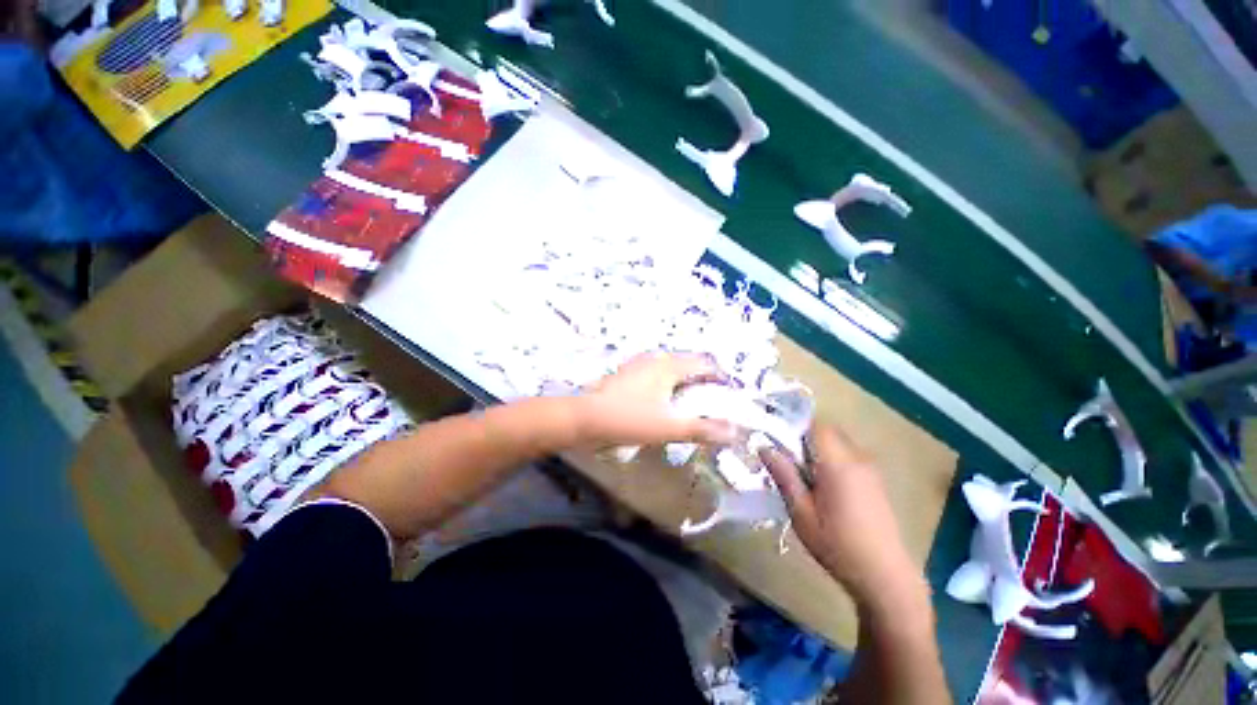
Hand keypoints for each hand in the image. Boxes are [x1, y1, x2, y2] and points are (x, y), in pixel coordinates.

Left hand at [574, 353, 739, 448]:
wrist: (584, 418)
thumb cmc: (628, 419)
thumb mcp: (668, 427)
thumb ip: (702, 429)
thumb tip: (735, 432)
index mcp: (669, 365)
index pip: (704, 363)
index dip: (721, 376)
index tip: (731, 394)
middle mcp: (655, 359)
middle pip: (688, 363)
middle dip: (704, 379)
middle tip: (714, 399)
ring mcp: (639, 364)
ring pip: (671, 368)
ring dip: (685, 381)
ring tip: (694, 401)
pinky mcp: (627, 374)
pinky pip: (656, 374)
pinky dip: (668, 384)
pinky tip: (665, 400)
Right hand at [760, 423, 924, 609]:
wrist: (886, 577)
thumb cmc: (838, 546)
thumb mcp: (801, 514)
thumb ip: (784, 476)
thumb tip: (764, 447)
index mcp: (838, 464)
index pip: (815, 425)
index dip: (794, 427)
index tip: (778, 443)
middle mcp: (857, 459)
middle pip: (826, 431)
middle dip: (803, 439)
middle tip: (788, 463)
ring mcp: (870, 469)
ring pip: (837, 443)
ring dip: (817, 451)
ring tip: (804, 479)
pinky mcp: (875, 480)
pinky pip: (847, 456)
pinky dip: (831, 461)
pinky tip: (824, 489)